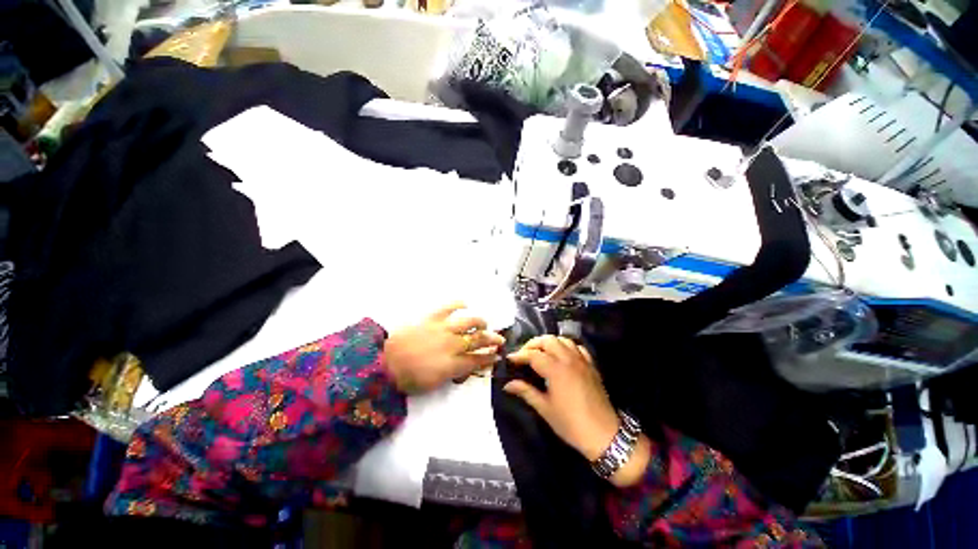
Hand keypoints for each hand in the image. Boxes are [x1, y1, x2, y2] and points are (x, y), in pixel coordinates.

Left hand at [384, 303, 504, 393]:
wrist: (384, 363)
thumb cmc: (408, 378)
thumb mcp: (434, 384)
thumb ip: (453, 374)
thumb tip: (464, 368)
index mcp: (453, 364)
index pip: (478, 360)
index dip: (490, 358)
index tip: (497, 355)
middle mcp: (453, 345)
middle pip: (479, 340)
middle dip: (493, 340)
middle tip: (499, 339)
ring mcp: (443, 329)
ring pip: (470, 321)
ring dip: (480, 322)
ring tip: (483, 323)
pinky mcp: (433, 317)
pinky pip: (450, 306)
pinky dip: (459, 304)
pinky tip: (464, 304)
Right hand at [504, 336, 650, 486]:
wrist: (604, 434)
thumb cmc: (571, 424)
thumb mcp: (545, 409)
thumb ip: (526, 392)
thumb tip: (508, 384)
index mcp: (555, 369)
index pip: (533, 354)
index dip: (519, 355)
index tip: (509, 359)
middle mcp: (568, 359)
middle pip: (547, 340)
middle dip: (533, 344)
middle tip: (524, 355)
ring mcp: (581, 360)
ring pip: (563, 339)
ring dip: (549, 342)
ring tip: (541, 352)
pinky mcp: (591, 365)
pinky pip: (577, 347)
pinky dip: (567, 346)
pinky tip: (562, 355)